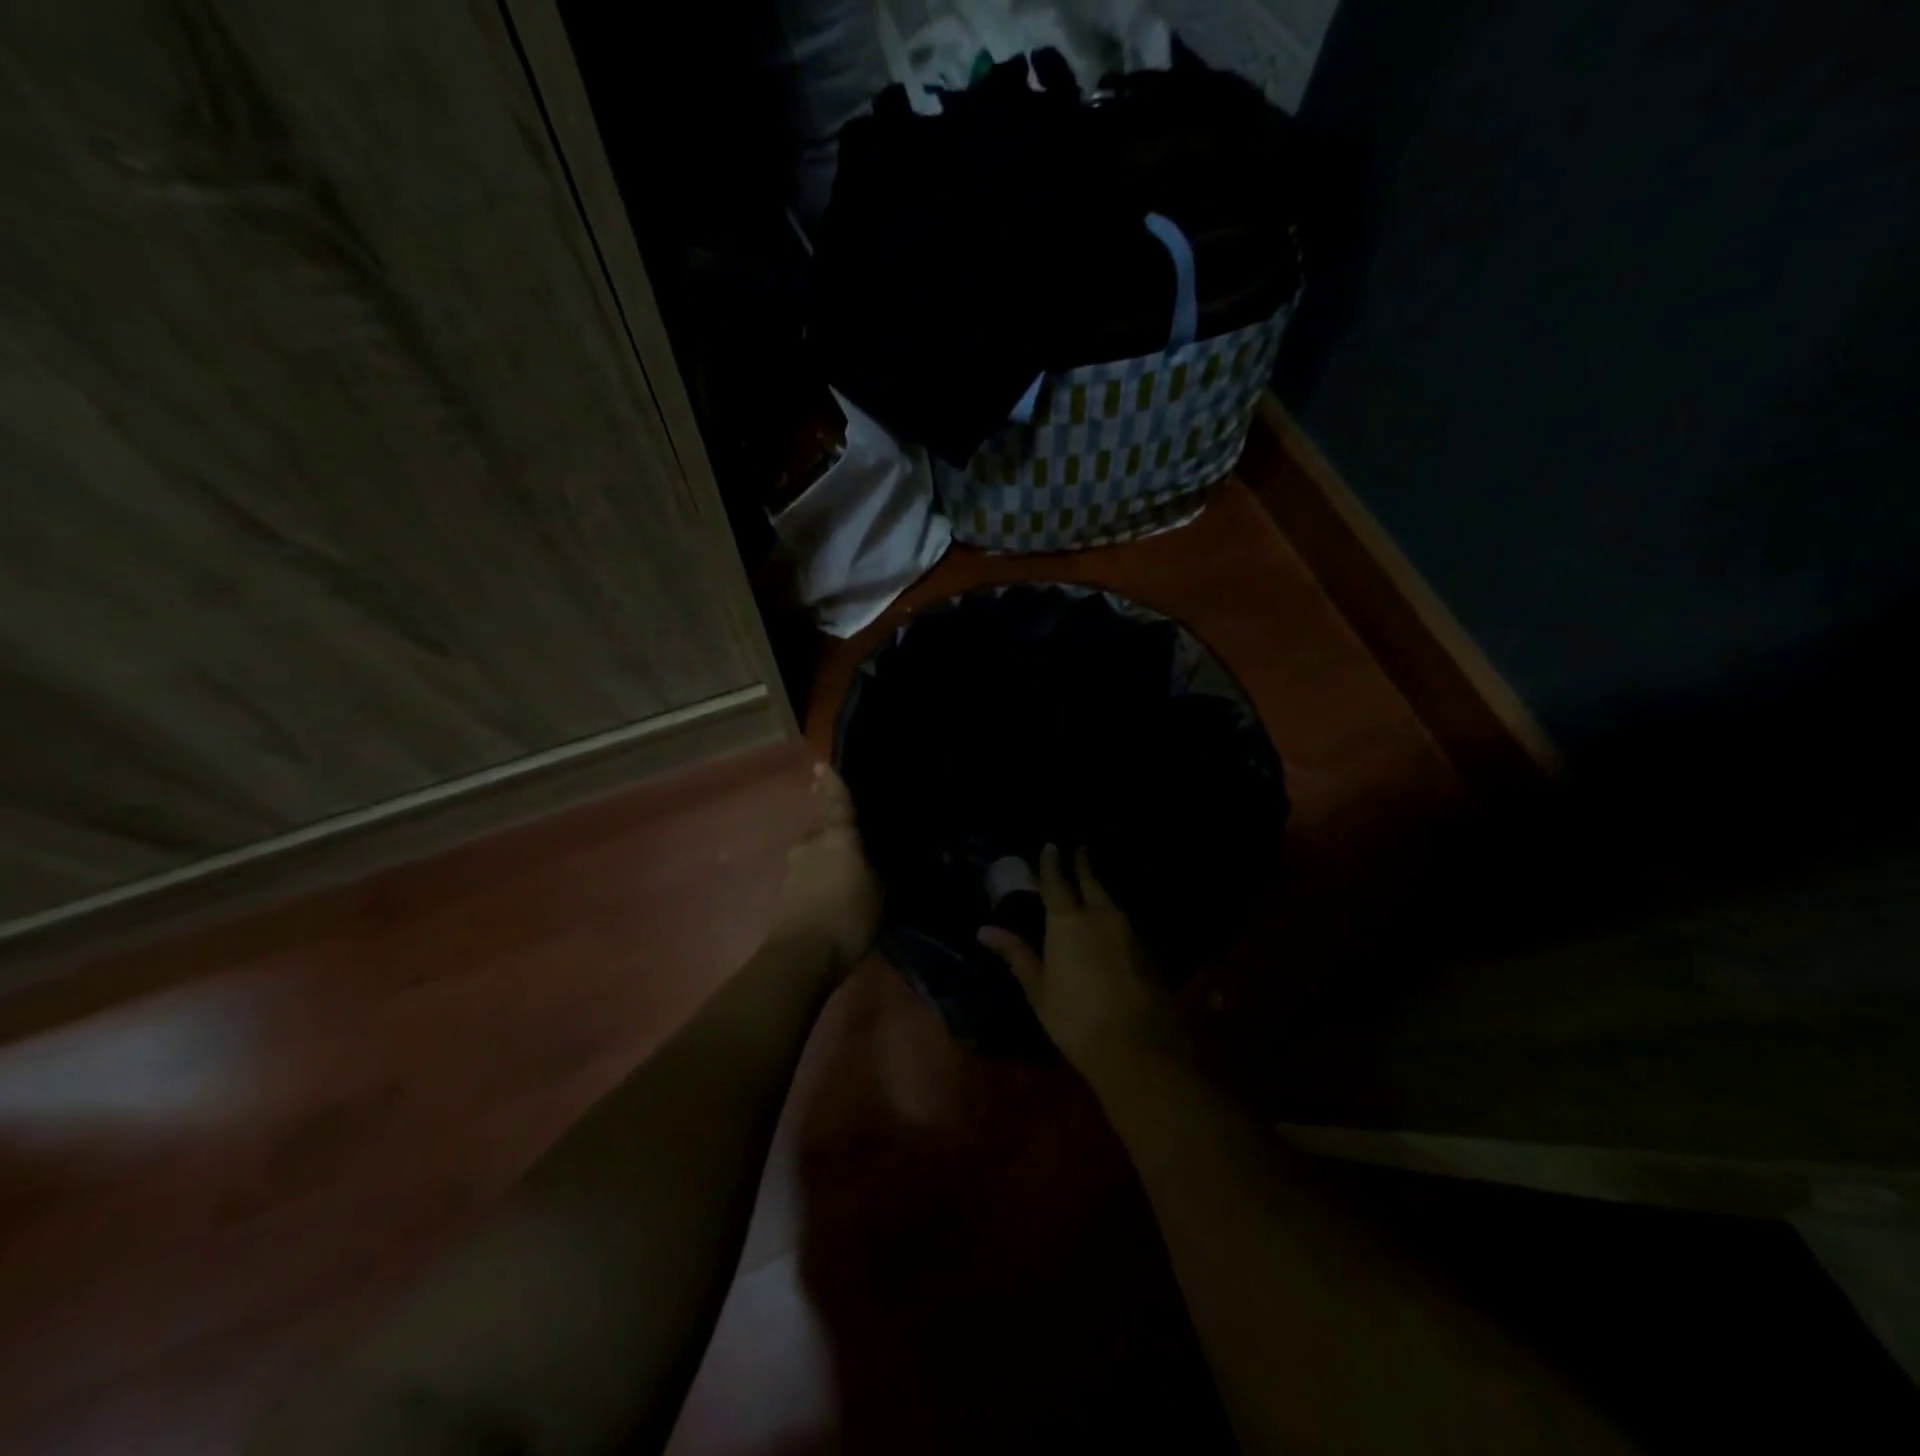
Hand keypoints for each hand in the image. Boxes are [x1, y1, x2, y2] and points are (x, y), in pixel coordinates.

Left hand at [774, 762, 881, 970]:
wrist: (802, 955)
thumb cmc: (849, 917)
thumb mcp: (880, 895)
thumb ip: (877, 872)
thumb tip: (876, 861)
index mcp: (838, 837)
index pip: (837, 802)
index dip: (831, 784)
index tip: (820, 765)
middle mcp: (811, 845)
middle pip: (823, 832)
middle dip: (833, 836)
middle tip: (852, 847)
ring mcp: (793, 869)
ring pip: (813, 856)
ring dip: (825, 863)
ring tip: (843, 881)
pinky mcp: (783, 894)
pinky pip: (806, 879)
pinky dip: (817, 883)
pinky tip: (830, 900)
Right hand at [978, 844, 1177, 1074]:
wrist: (1137, 1045)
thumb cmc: (1075, 1017)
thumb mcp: (1038, 987)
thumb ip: (1015, 954)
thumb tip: (984, 930)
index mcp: (1067, 921)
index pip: (1057, 881)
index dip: (1052, 862)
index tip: (1051, 845)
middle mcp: (1100, 915)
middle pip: (1091, 881)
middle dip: (1083, 863)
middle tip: (1080, 848)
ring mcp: (1129, 931)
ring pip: (1111, 901)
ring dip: (1100, 891)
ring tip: (1092, 885)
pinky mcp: (1148, 951)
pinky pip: (1125, 924)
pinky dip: (1114, 918)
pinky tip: (1111, 926)